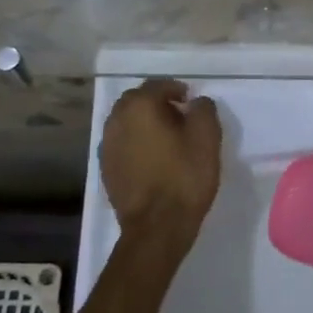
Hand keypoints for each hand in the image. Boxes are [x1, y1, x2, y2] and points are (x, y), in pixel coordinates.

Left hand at [99, 79, 221, 251]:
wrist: (157, 227)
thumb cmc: (184, 176)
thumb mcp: (207, 137)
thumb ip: (203, 109)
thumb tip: (195, 103)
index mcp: (140, 107)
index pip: (157, 85)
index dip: (176, 89)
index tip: (191, 101)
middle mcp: (117, 120)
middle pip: (136, 100)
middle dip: (156, 102)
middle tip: (179, 115)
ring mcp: (107, 146)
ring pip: (126, 122)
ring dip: (144, 122)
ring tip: (166, 137)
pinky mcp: (105, 168)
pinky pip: (122, 143)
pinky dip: (136, 141)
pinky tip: (152, 157)